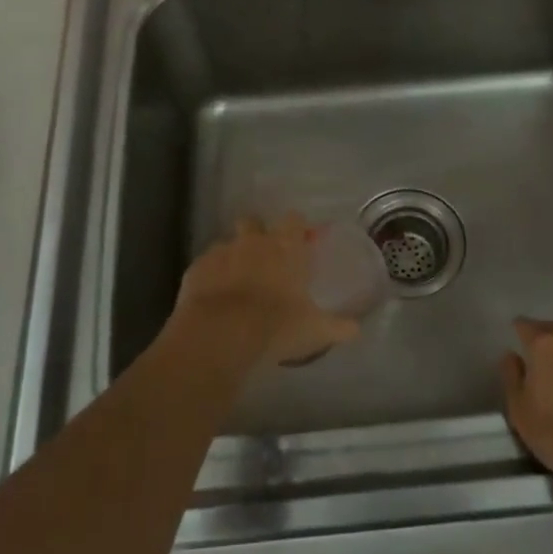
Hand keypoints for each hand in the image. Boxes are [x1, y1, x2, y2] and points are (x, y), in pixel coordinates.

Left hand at [172, 215, 360, 368]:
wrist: (221, 334)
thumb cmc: (276, 325)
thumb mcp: (315, 330)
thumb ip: (337, 327)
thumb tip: (356, 329)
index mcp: (286, 247)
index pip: (294, 219)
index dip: (296, 228)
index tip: (299, 242)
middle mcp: (254, 241)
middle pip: (254, 222)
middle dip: (258, 234)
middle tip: (264, 259)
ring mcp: (221, 251)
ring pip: (228, 243)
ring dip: (233, 257)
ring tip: (237, 283)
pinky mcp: (196, 269)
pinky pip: (205, 265)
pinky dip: (210, 276)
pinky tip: (214, 298)